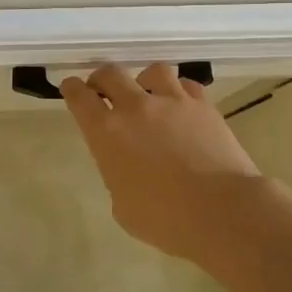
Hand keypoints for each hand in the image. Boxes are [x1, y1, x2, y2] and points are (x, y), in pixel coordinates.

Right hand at [60, 64, 262, 258]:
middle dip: (102, 79)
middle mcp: (136, 107)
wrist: (221, 211)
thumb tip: (128, 165)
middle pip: (111, 74)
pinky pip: (186, 85)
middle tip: (102, 89)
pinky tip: (181, 105)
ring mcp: (172, 101)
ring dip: (144, 81)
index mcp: (107, 133)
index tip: (71, 88)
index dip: (72, 89)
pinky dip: (179, 91)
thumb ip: (118, 174)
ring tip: (148, 94)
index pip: (80, 97)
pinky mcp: (203, 105)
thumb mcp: (123, 206)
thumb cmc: (165, 219)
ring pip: (152, 71)